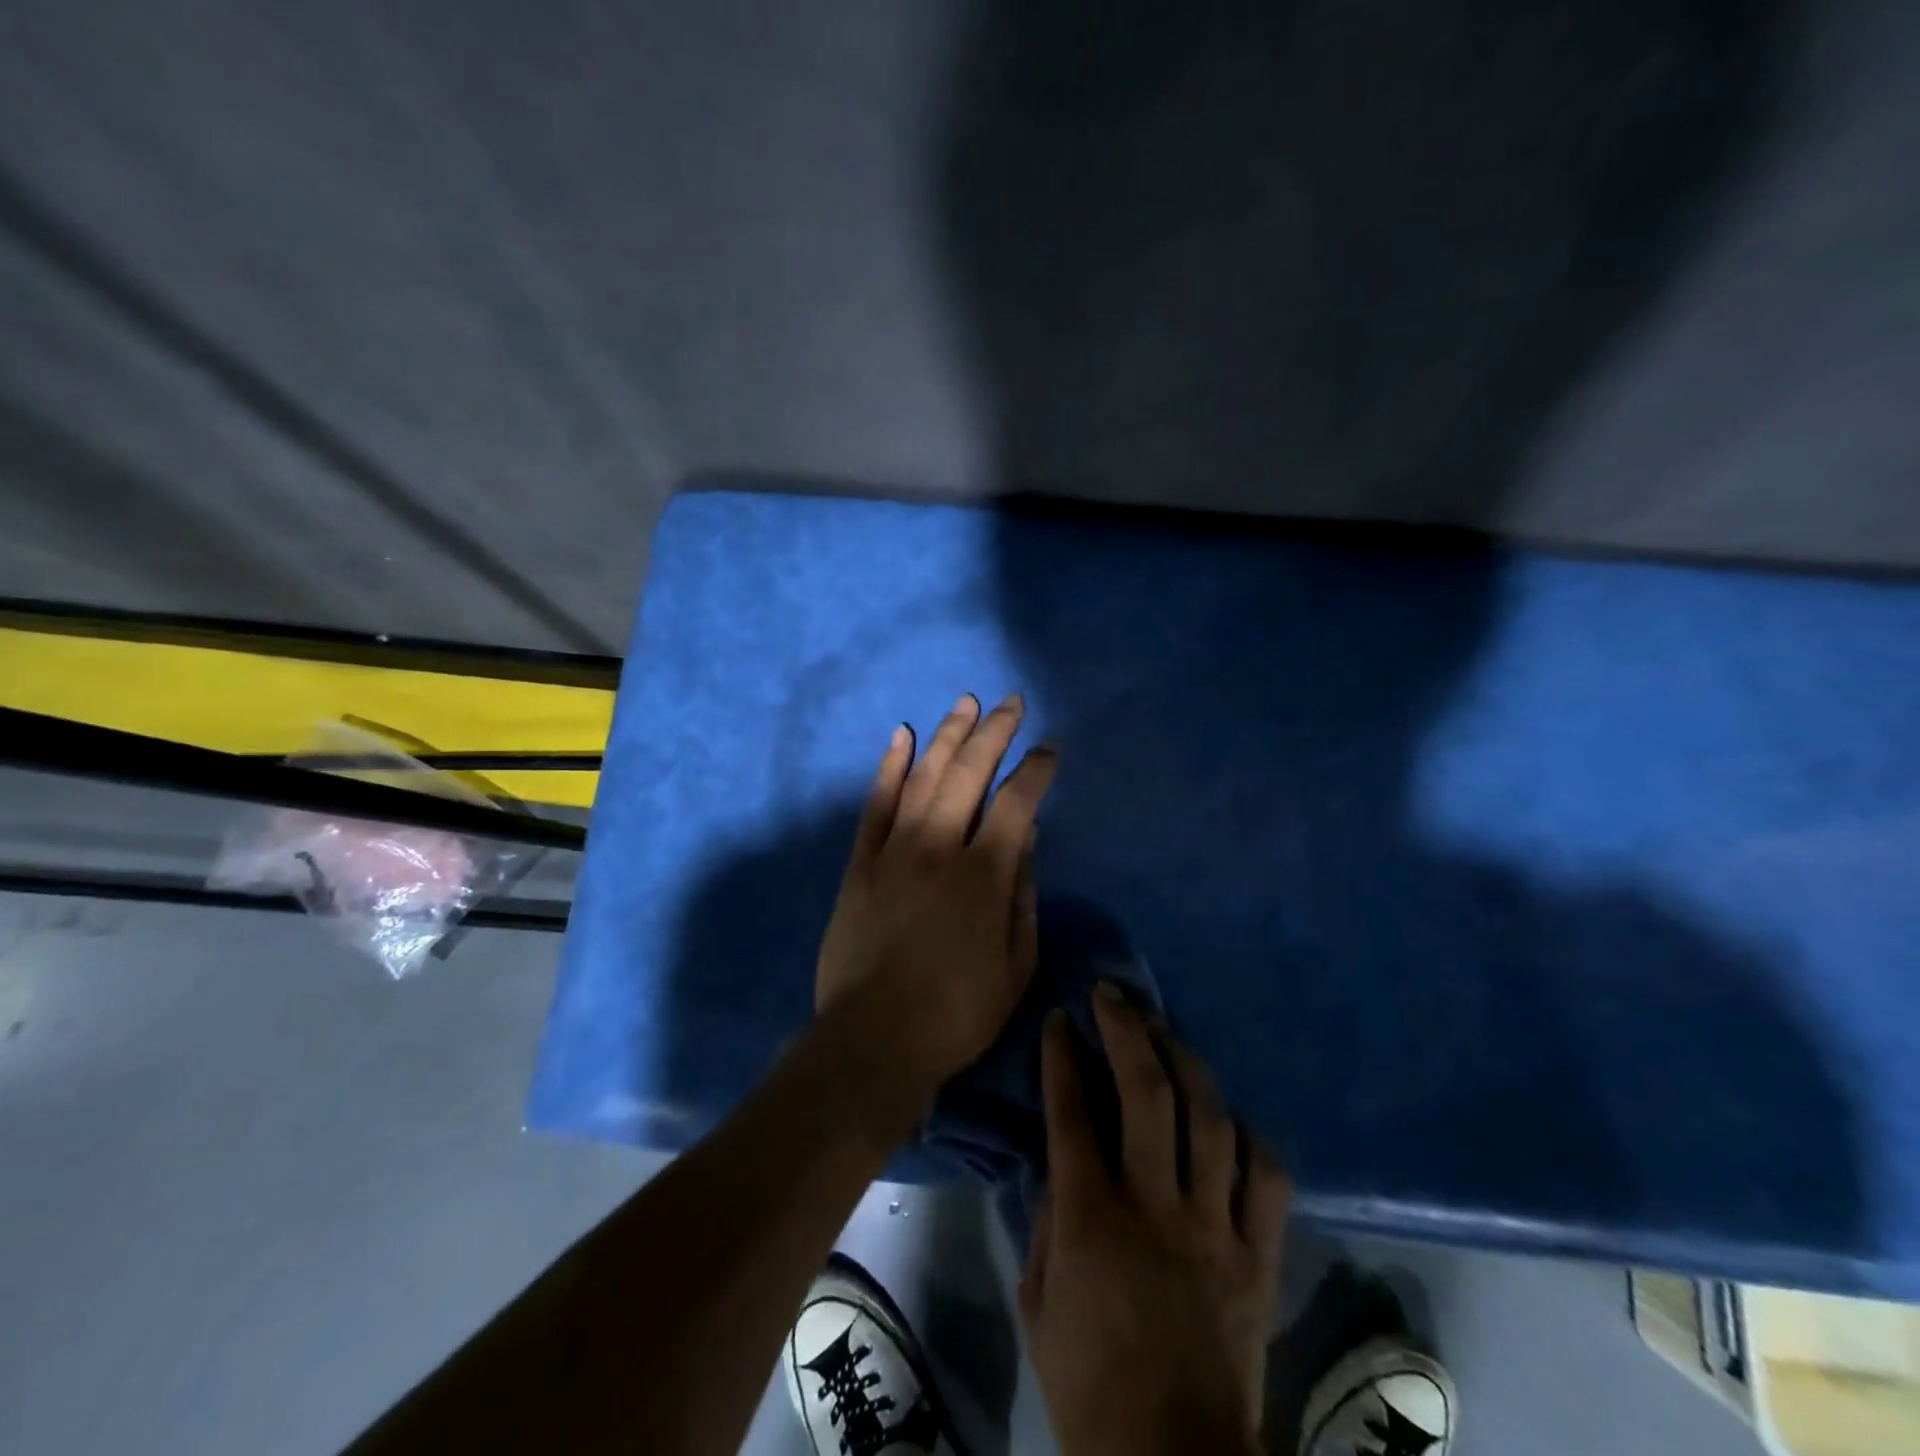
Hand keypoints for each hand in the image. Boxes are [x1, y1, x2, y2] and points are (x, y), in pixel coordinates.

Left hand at [814, 692, 1057, 1122]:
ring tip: (965, 703)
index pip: (1017, 802)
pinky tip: (902, 737)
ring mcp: (895, 850)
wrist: (874, 1037)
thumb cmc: (957, 1011)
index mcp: (984, 875)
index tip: (1049, 750)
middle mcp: (939, 847)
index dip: (1036, 770)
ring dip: (947, 736)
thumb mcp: (1017, 964)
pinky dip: (889, 766)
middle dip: (994, 732)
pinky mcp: (862, 863)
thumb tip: (1027, 839)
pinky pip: (875, 803)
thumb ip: (1024, 895)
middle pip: (970, 773)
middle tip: (1010, 703)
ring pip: (923, 776)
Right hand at [1021, 989, 1290, 1455]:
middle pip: (1148, 1094)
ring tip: (1164, 1029)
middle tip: (1114, 995)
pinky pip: (1267, 1176)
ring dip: (1185, 1060)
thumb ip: (1046, 1219)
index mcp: (1093, 1220)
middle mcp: (1158, 1208)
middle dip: (1128, 1031)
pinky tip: (1225, 1112)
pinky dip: (1248, 1134)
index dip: (1064, 1057)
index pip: (1073, 1113)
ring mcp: (1217, 1228)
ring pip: (1211, 1118)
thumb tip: (1056, 1157)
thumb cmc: (1088, 1382)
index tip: (1060, 1019)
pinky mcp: (1260, 1255)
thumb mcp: (1039, 1299)